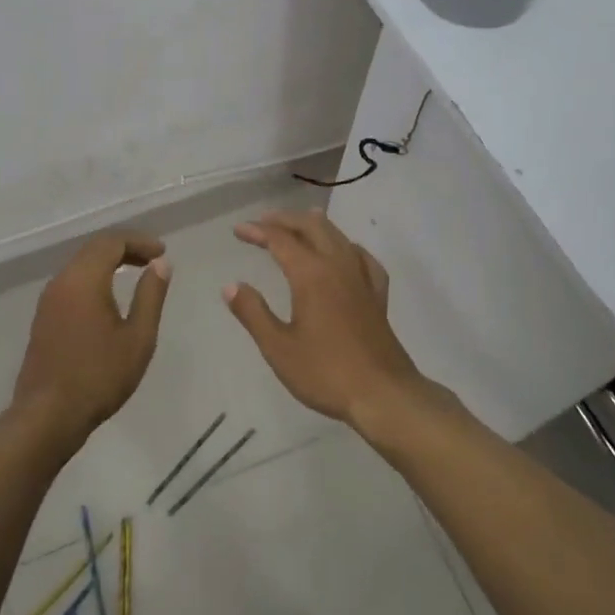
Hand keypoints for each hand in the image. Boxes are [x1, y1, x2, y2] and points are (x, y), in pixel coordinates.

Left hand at [12, 232, 169, 446]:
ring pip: (81, 264)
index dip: (139, 241)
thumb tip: (160, 264)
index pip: (112, 242)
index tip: (162, 252)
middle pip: (94, 248)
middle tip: (152, 259)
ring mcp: (48, 299)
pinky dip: (94, 277)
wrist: (47, 416)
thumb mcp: (138, 338)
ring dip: (108, 261)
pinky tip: (109, 296)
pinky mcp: (43, 317)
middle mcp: (62, 281)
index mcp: (84, 279)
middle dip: (125, 247)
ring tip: (135, 272)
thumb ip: (151, 296)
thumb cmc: (99, 377)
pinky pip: (72, 282)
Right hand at [222, 210, 428, 428]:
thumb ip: (253, 313)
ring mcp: (362, 278)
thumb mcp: (278, 348)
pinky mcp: (377, 294)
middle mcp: (338, 266)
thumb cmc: (326, 372)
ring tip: (298, 224)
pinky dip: (346, 246)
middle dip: (285, 219)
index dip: (258, 231)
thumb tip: (230, 285)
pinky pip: (362, 257)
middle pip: (312, 227)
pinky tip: (345, 253)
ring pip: (338, 236)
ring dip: (314, 225)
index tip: (238, 230)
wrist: (384, 395)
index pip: (280, 240)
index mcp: (311, 275)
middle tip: (263, 222)